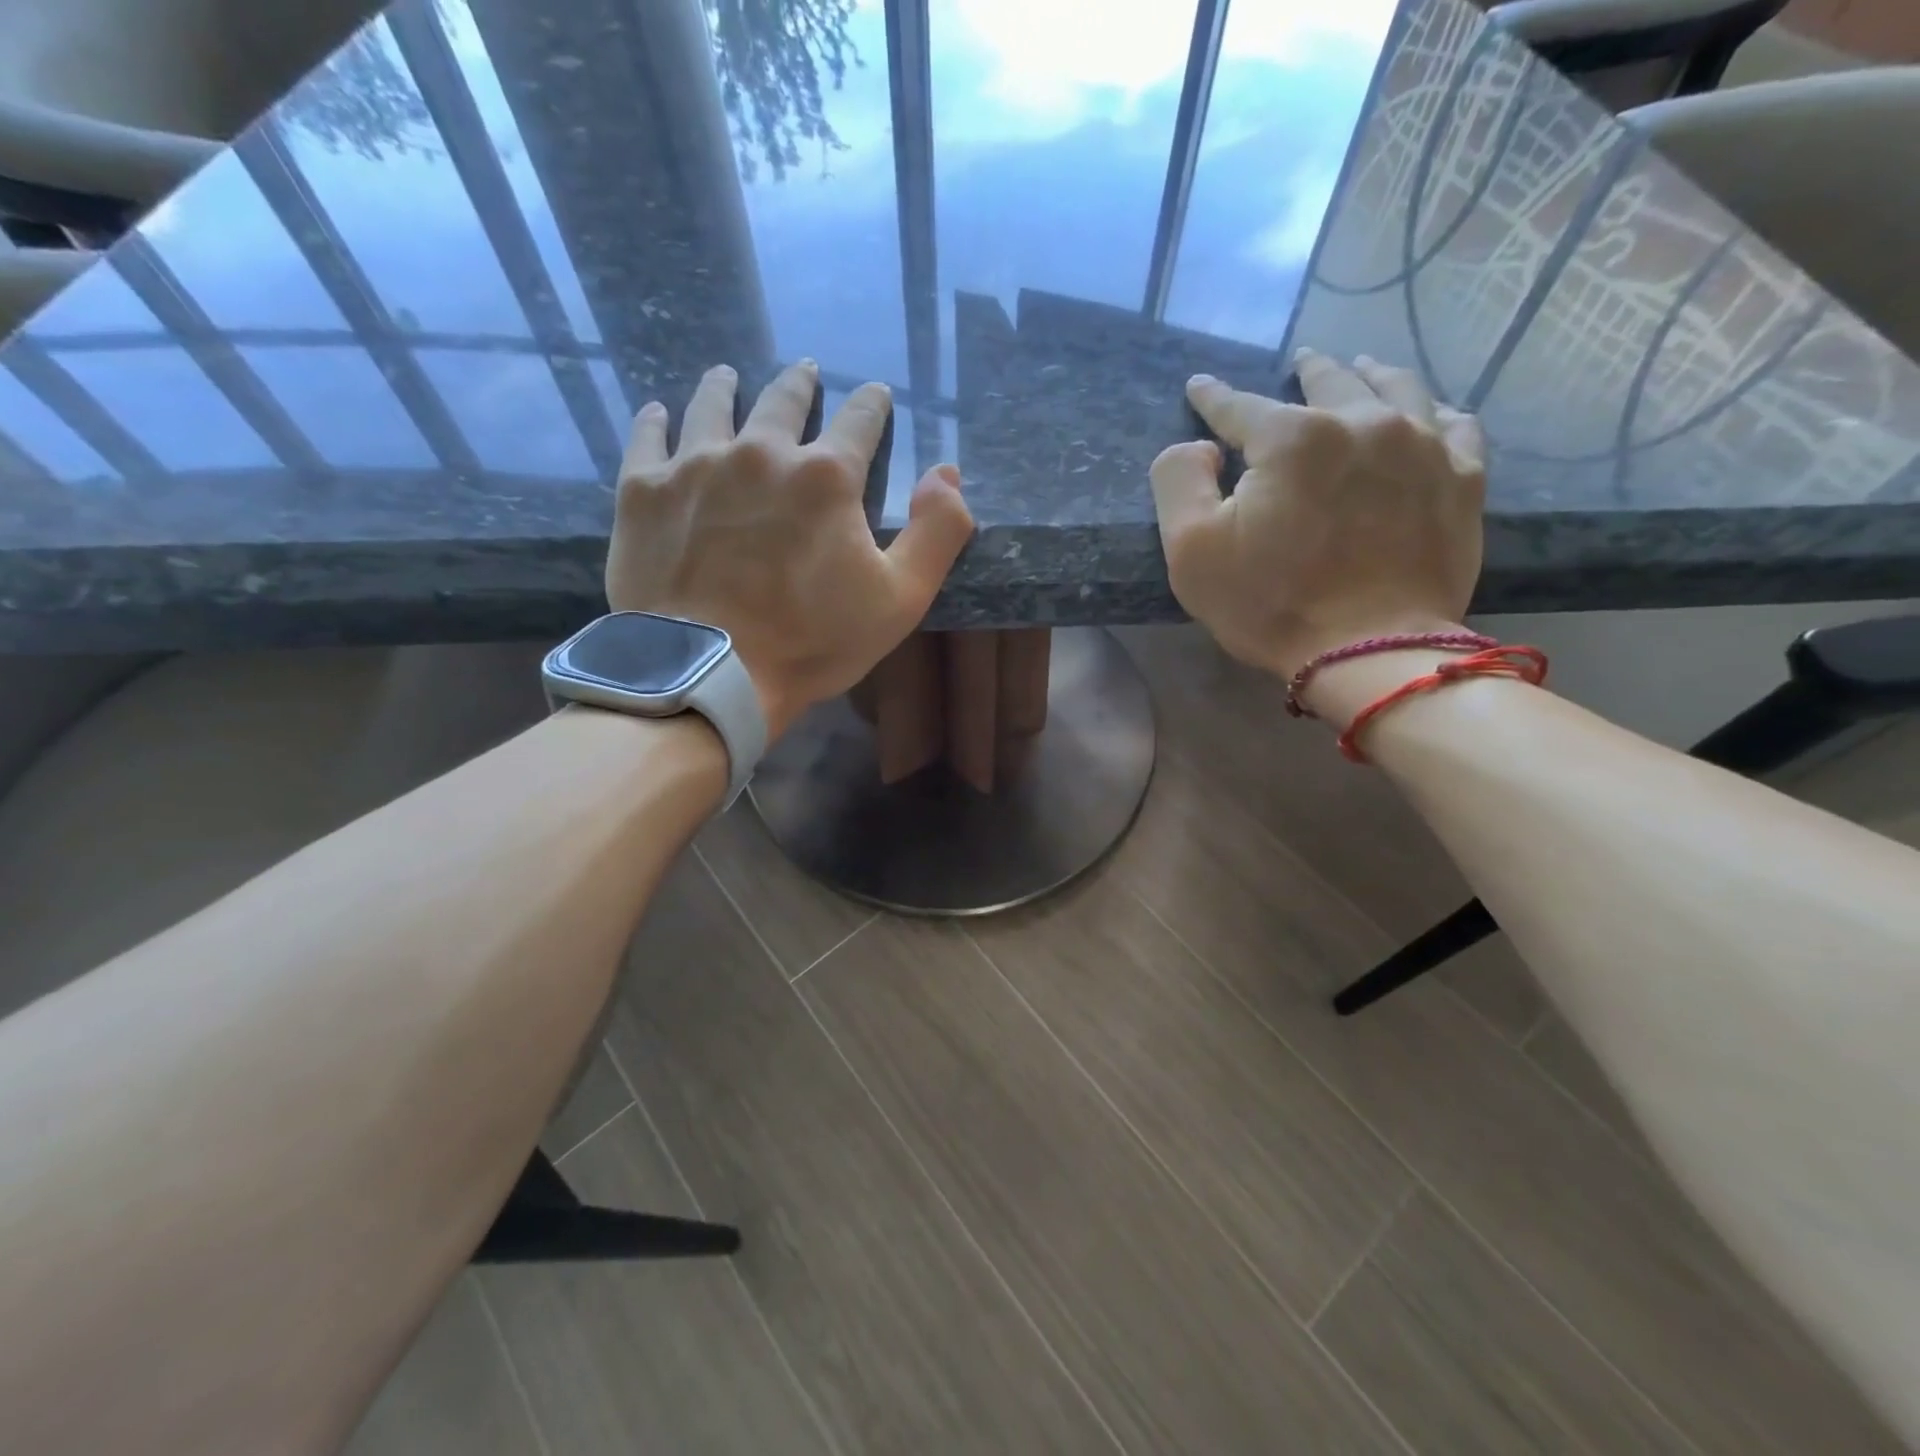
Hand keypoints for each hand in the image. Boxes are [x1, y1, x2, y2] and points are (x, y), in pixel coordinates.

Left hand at [606, 360, 974, 738]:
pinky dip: (656, 422)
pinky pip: (648, 438)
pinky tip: (658, 414)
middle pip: (783, 400)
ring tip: (728, 375)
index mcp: (826, 476)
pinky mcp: (643, 491)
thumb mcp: (901, 599)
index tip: (876, 394)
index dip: (872, 404)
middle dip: (800, 384)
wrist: (711, 673)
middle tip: (805, 372)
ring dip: (725, 387)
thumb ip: (937, 532)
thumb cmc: (813, 641)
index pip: (859, 420)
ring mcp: (695, 465)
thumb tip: (946, 472)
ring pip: (712, 405)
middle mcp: (761, 451)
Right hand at [1148, 349, 1485, 679]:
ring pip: (1397, 387)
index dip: (1214, 397)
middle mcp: (1363, 422)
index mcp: (1293, 438)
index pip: (1241, 406)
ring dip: (1371, 373)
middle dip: (1307, 369)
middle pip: (1330, 381)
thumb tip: (1202, 446)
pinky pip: (1454, 423)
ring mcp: (1422, 445)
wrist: (1369, 653)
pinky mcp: (1462, 478)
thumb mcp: (1191, 550)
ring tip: (1361, 367)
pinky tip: (1425, 412)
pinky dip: (1432, 410)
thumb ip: (1179, 480)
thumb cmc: (1270, 604)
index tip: (1200, 386)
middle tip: (1300, 362)